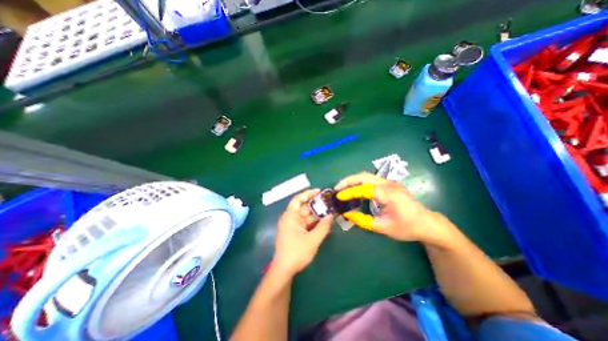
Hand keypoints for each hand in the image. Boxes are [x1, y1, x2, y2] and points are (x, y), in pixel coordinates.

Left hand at [273, 189, 334, 276]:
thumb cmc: (296, 253)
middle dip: (317, 205)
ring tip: (331, 211)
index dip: (308, 194)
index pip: (298, 199)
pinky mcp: (296, 232)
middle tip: (330, 203)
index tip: (320, 191)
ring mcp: (294, 225)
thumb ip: (323, 227)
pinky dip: (315, 222)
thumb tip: (331, 215)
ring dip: (317, 215)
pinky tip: (325, 221)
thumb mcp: (312, 240)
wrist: (284, 270)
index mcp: (290, 216)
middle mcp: (291, 218)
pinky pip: (307, 223)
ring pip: (307, 216)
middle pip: (305, 207)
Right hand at [337, 172, 455, 245]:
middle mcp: (389, 184)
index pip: (365, 189)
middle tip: (337, 188)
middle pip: (364, 176)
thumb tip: (347, 213)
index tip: (339, 196)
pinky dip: (359, 183)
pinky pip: (370, 180)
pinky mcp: (389, 184)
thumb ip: (363, 220)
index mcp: (389, 194)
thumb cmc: (407, 227)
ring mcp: (390, 182)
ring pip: (367, 176)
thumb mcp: (383, 227)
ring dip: (353, 180)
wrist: (427, 223)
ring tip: (342, 189)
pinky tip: (354, 190)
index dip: (350, 191)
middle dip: (348, 180)